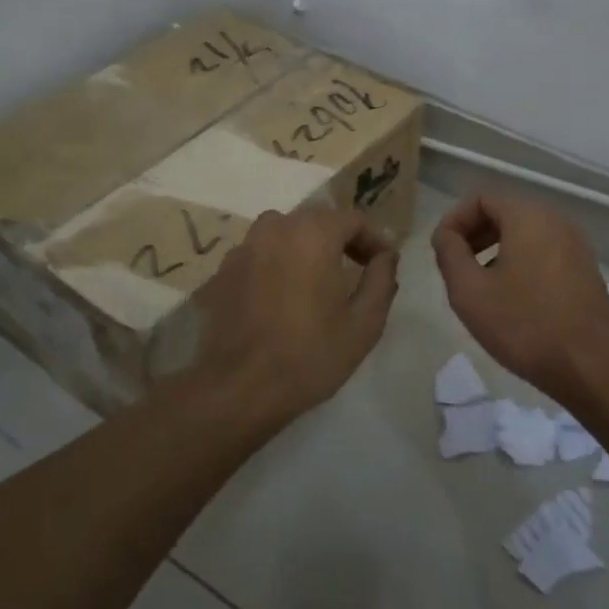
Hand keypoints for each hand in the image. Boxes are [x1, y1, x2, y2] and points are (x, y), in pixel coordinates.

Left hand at [193, 207, 399, 419]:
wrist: (239, 389)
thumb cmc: (310, 355)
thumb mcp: (364, 323)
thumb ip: (382, 279)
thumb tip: (386, 255)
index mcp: (313, 234)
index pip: (353, 219)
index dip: (374, 239)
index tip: (383, 264)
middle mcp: (275, 229)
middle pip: (317, 220)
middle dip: (341, 239)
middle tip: (357, 269)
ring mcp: (244, 248)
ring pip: (284, 233)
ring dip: (306, 247)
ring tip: (318, 279)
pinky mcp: (222, 272)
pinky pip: (259, 254)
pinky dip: (277, 263)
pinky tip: (282, 297)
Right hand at [431, 192, 608, 397]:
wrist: (592, 367)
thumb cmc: (525, 325)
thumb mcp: (470, 291)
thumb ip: (449, 254)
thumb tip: (446, 235)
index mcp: (529, 217)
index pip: (481, 199)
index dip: (454, 221)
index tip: (441, 252)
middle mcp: (557, 221)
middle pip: (505, 213)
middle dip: (474, 236)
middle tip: (456, 269)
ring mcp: (577, 246)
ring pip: (525, 235)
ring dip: (496, 251)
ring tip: (481, 287)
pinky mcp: (586, 271)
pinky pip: (545, 253)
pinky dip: (521, 264)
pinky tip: (512, 300)